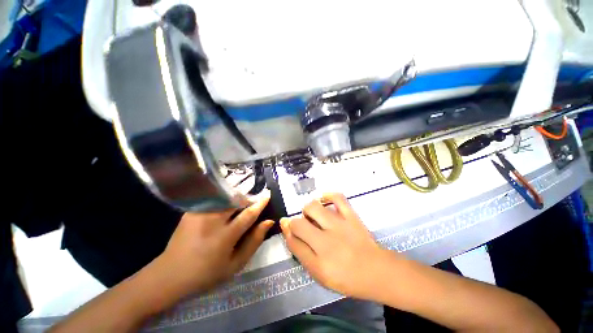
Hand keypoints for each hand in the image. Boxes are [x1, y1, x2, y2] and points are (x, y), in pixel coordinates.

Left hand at [156, 195, 273, 297]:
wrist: (170, 274)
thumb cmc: (207, 273)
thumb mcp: (235, 264)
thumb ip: (254, 241)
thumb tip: (268, 222)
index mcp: (224, 236)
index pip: (248, 214)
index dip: (260, 203)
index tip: (268, 194)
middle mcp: (212, 221)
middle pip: (237, 201)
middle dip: (248, 198)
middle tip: (253, 202)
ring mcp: (200, 213)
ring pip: (226, 198)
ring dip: (237, 199)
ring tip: (240, 205)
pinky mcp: (192, 211)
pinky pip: (214, 200)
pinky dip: (224, 201)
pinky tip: (224, 209)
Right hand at [280, 193, 396, 299]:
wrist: (376, 271)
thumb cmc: (347, 277)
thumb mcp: (320, 274)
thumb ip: (302, 253)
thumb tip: (289, 232)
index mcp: (319, 263)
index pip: (293, 242)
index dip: (287, 232)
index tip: (287, 226)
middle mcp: (326, 242)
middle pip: (299, 223)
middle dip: (294, 222)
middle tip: (303, 225)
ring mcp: (340, 226)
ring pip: (313, 208)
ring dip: (307, 210)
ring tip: (312, 215)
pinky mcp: (351, 216)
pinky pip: (337, 198)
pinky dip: (328, 195)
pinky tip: (323, 199)